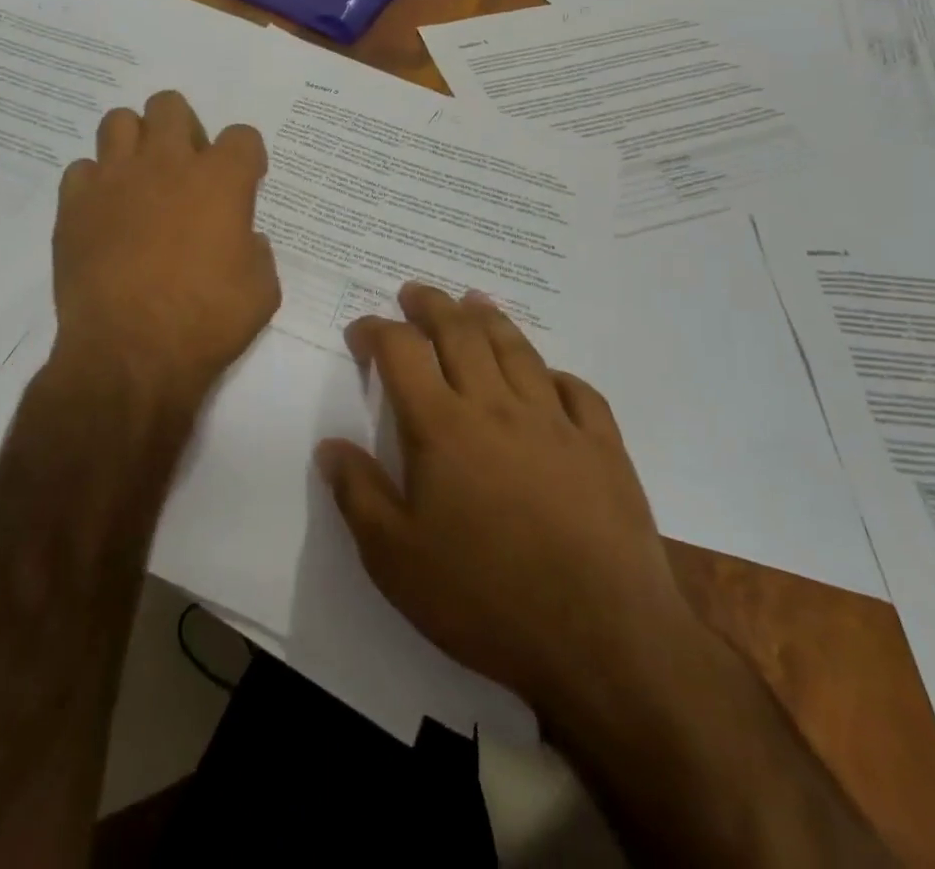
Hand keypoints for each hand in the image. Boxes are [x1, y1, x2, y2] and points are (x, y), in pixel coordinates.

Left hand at [50, 91, 279, 418]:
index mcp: (220, 180)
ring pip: (119, 121)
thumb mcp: (261, 291)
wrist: (130, 354)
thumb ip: (257, 251)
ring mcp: (114, 179)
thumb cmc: (206, 322)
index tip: (245, 181)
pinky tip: (104, 214)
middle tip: (186, 169)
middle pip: (170, 105)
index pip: (242, 135)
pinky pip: (81, 170)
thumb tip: (242, 239)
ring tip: (140, 180)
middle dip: (183, 128)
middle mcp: (166, 164)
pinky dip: (95, 184)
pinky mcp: (74, 204)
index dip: (247, 156)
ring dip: (134, 142)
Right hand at [318, 284, 696, 720]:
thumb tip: (330, 446)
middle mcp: (496, 407)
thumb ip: (358, 494)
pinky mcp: (603, 447)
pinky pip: (578, 392)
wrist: (604, 641)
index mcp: (442, 427)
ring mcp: (556, 422)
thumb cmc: (486, 599)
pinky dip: (556, 374)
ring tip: (474, 301)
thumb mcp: (395, 560)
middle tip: (415, 292)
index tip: (361, 332)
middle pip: (460, 332)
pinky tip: (549, 376)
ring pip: (516, 349)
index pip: (400, 352)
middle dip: (431, 305)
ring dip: (489, 318)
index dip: (376, 331)